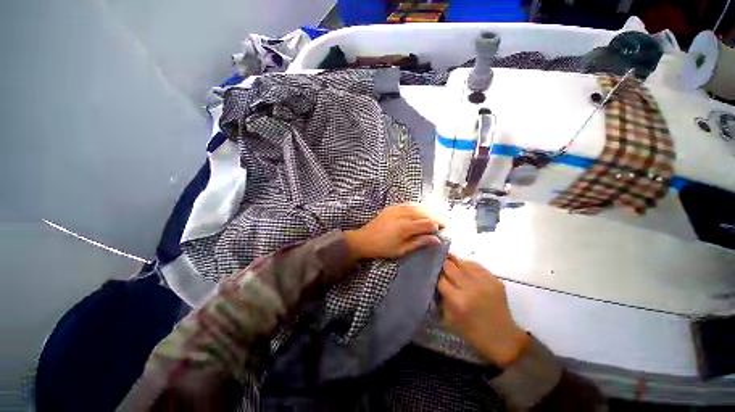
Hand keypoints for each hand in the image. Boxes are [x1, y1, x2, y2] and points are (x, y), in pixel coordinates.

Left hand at [344, 203, 442, 259]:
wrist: (364, 240)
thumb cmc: (383, 248)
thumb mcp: (401, 250)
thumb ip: (419, 243)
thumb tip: (436, 240)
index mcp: (406, 227)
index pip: (428, 223)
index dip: (438, 226)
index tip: (443, 230)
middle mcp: (403, 215)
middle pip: (424, 213)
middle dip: (435, 217)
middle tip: (442, 223)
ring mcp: (397, 209)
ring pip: (417, 207)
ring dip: (427, 211)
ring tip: (433, 217)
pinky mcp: (392, 207)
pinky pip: (408, 204)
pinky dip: (416, 206)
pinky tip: (420, 210)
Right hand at [438, 254, 529, 367]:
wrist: (502, 338)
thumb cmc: (472, 332)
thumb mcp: (448, 319)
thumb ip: (440, 298)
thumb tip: (434, 280)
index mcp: (457, 301)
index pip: (439, 278)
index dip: (434, 275)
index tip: (430, 273)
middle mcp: (470, 288)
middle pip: (449, 266)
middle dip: (441, 264)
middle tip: (437, 263)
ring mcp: (484, 282)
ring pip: (462, 262)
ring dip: (453, 261)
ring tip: (447, 261)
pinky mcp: (494, 279)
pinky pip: (475, 265)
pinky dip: (466, 264)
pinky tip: (462, 267)